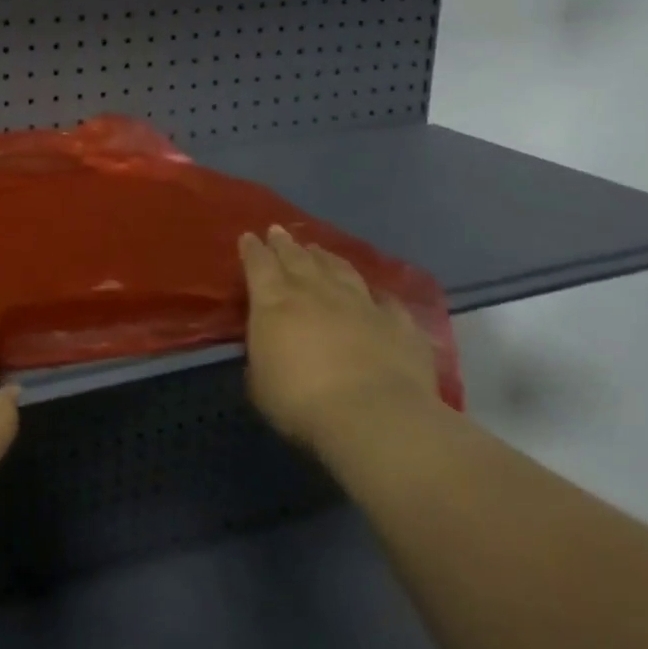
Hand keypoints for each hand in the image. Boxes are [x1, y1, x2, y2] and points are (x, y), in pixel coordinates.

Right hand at [240, 226, 441, 455]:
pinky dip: (378, 296)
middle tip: (278, 231)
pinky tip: (377, 296)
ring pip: (339, 270)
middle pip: (297, 258)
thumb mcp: (260, 382)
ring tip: (318, 249)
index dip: (252, 249)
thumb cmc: (301, 401)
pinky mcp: (399, 324)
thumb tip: (268, 347)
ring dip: (326, 258)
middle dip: (284, 243)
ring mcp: (360, 304)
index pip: (258, 264)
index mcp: (274, 301)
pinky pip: (386, 302)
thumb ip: (262, 355)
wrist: (375, 417)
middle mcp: (315, 292)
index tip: (248, 236)